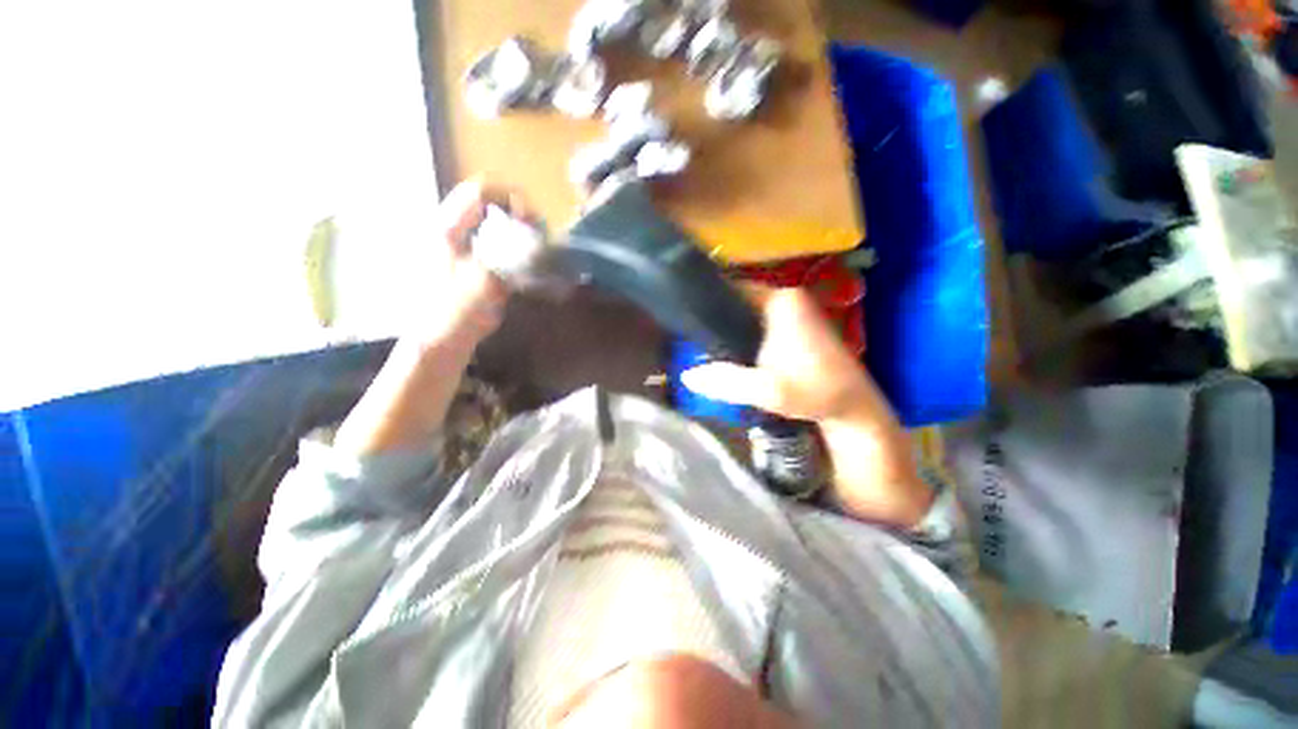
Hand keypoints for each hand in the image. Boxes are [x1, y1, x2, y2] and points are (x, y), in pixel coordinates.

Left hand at [334, 181, 511, 455]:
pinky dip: (514, 250)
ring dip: (518, 235)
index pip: (479, 191)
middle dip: (518, 217)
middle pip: (489, 207)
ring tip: (536, 253)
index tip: (531, 222)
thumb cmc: (452, 315)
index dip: (509, 199)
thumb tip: (536, 241)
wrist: (437, 345)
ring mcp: (461, 250)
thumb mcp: (483, 285)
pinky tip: (525, 267)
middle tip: (539, 239)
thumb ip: (509, 260)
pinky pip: (496, 247)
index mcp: (447, 230)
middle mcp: (453, 233)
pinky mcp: (470, 267)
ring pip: (494, 227)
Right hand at [680, 287, 932, 526]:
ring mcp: (793, 309)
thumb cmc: (814, 392)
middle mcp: (787, 296)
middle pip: (738, 298)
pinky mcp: (795, 324)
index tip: (685, 316)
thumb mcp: (767, 390)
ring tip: (702, 342)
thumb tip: (687, 375)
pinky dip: (742, 331)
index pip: (731, 286)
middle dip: (715, 315)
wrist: (853, 407)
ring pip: (747, 310)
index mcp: (780, 300)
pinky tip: (729, 350)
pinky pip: (758, 320)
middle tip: (690, 335)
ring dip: (728, 325)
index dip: (706, 300)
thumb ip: (726, 381)